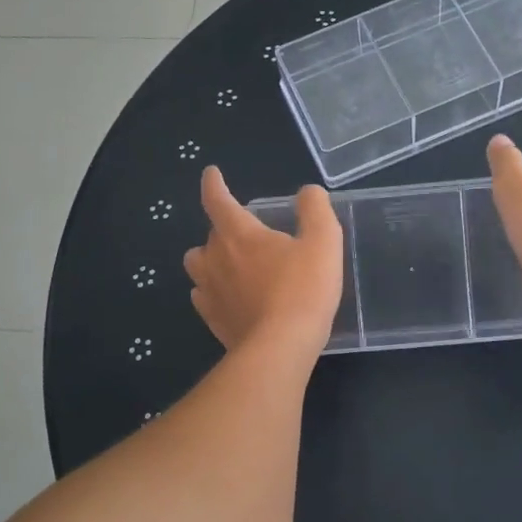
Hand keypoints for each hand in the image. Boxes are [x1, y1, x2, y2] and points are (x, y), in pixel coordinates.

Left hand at [183, 167, 343, 357]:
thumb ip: (315, 210)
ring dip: (211, 259)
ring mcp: (209, 290)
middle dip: (225, 227)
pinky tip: (228, 296)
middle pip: (211, 233)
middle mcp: (215, 257)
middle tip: (250, 234)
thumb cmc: (303, 290)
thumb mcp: (323, 242)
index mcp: (239, 233)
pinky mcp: (211, 318)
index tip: (211, 173)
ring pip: (198, 264)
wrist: (280, 348)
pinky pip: (202, 295)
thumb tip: (308, 192)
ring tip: (231, 264)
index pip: (218, 199)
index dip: (213, 183)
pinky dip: (212, 290)